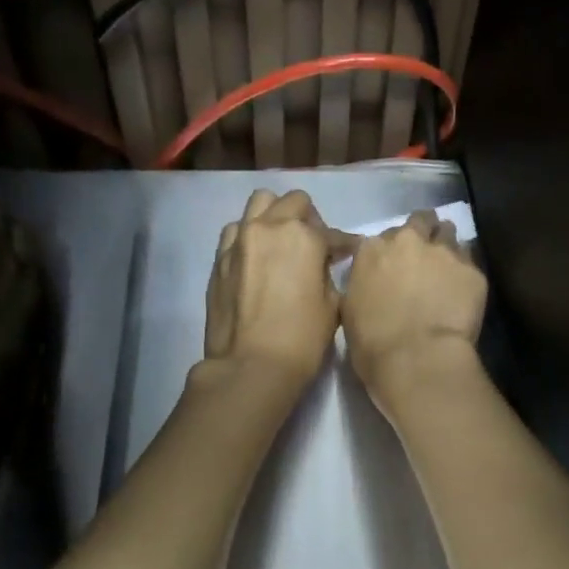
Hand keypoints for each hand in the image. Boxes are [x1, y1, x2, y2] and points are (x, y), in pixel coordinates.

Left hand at [203, 189, 349, 384]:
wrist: (251, 365)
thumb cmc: (302, 338)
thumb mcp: (332, 304)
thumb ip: (329, 273)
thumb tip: (325, 264)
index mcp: (303, 236)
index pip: (332, 233)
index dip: (344, 245)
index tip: (349, 253)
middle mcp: (269, 227)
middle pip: (293, 202)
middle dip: (308, 219)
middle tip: (313, 246)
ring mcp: (239, 239)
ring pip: (260, 203)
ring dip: (275, 215)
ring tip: (281, 242)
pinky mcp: (220, 258)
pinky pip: (236, 230)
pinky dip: (249, 235)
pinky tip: (256, 258)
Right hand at [340, 209, 487, 398]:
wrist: (417, 360)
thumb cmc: (373, 345)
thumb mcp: (350, 311)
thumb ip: (363, 285)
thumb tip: (374, 284)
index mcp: (372, 250)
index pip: (383, 236)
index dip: (391, 250)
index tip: (395, 265)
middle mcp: (408, 241)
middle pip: (420, 221)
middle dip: (423, 233)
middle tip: (425, 257)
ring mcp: (444, 252)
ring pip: (448, 233)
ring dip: (446, 246)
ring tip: (448, 269)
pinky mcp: (473, 270)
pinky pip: (470, 262)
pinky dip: (465, 273)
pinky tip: (465, 292)